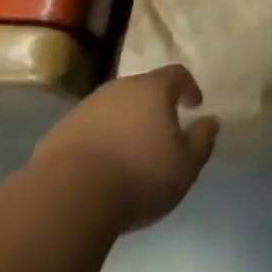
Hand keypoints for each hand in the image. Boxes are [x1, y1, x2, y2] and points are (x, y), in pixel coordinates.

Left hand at [33, 65, 218, 229]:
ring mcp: (86, 107)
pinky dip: (100, 139)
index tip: (195, 105)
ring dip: (125, 122)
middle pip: (143, 88)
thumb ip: (202, 140)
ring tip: (131, 151)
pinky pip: (89, 128)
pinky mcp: (60, 132)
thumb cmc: (139, 176)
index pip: (177, 74)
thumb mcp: (186, 166)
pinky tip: (101, 166)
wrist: (68, 197)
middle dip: (155, 106)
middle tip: (162, 130)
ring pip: (114, 107)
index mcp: (153, 90)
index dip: (189, 87)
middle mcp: (119, 88)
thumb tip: (211, 121)